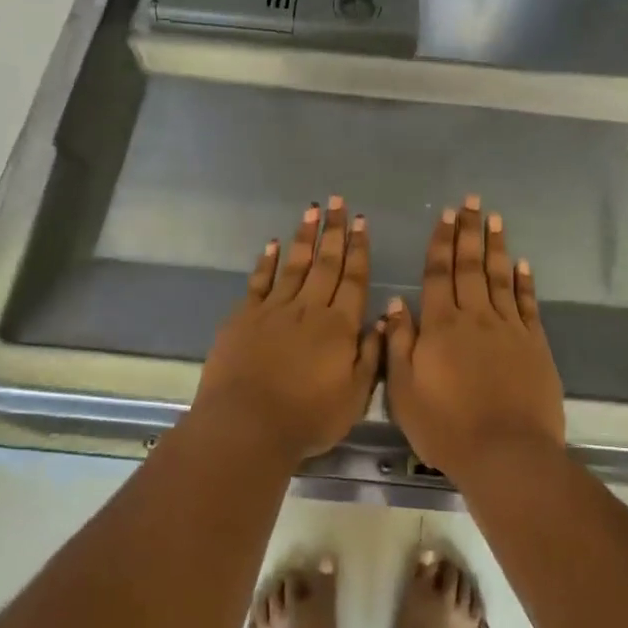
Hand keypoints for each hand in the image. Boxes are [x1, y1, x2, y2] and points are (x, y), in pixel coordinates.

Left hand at [193, 197, 381, 464]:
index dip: (359, 249)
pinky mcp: (244, 317)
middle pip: (326, 263)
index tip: (361, 222)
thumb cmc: (307, 418)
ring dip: (305, 237)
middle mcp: (309, 309)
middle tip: (338, 202)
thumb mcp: (354, 397)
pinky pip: (259, 282)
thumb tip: (383, 319)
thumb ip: (371, 356)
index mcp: (339, 326)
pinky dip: (267, 262)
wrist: (247, 425)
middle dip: (334, 231)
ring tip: (313, 211)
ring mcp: (274, 310)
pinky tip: (273, 244)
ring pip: (295, 265)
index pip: (354, 279)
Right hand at [384, 196, 564, 479]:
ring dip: (496, 246)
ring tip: (494, 218)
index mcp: (440, 325)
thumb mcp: (404, 390)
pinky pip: (527, 304)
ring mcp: (508, 328)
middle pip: (470, 265)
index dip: (440, 242)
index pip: (438, 273)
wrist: (506, 454)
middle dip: (468, 231)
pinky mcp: (534, 344)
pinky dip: (524, 282)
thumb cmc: (446, 426)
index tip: (444, 216)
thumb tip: (396, 303)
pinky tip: (522, 264)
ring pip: (500, 277)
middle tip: (470, 202)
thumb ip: (399, 343)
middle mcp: (475, 317)